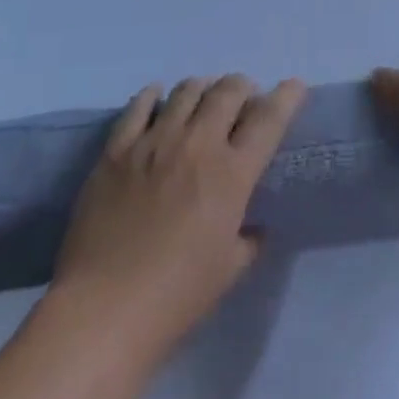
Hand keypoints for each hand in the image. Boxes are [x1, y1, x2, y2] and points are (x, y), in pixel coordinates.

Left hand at [52, 75, 306, 363]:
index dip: (285, 97)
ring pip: (187, 90)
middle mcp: (197, 144)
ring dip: (203, 88)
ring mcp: (155, 140)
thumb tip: (254, 225)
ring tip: (203, 98)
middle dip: (243, 87)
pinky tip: (157, 97)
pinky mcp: (118, 148)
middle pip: (228, 91)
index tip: (294, 87)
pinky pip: (138, 106)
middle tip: (244, 98)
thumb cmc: (175, 297)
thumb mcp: (228, 271)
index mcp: (231, 173)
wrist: (104, 311)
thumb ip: (248, 239)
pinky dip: (152, 95)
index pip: (268, 119)